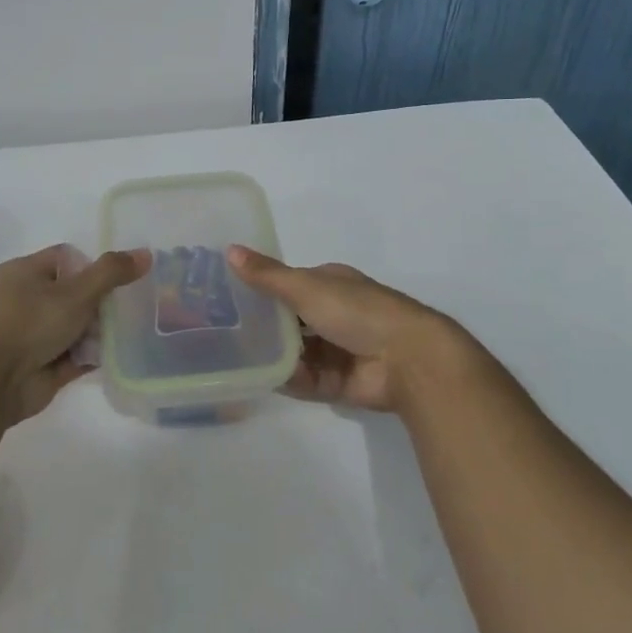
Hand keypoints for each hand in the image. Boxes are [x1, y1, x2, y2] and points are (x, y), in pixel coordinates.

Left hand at [0, 245, 149, 424]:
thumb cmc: (27, 323)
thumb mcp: (75, 291)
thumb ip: (111, 273)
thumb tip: (146, 254)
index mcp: (26, 273)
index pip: (67, 259)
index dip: (95, 266)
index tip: (123, 278)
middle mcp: (27, 301)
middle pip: (76, 294)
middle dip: (104, 301)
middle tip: (138, 305)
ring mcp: (34, 336)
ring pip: (77, 327)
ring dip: (102, 331)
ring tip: (139, 329)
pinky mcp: (43, 367)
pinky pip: (76, 357)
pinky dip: (95, 356)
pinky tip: (125, 355)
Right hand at [226, 247, 468, 415]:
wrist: (408, 359)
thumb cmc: (358, 311)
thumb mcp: (307, 287)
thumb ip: (267, 275)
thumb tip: (230, 249)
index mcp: (331, 284)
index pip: (290, 285)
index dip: (262, 289)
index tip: (228, 297)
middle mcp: (334, 315)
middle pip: (290, 321)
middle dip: (264, 327)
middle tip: (224, 332)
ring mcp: (337, 350)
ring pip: (296, 353)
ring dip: (274, 356)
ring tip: (235, 359)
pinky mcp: (339, 383)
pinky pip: (306, 381)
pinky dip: (289, 380)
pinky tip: (264, 379)